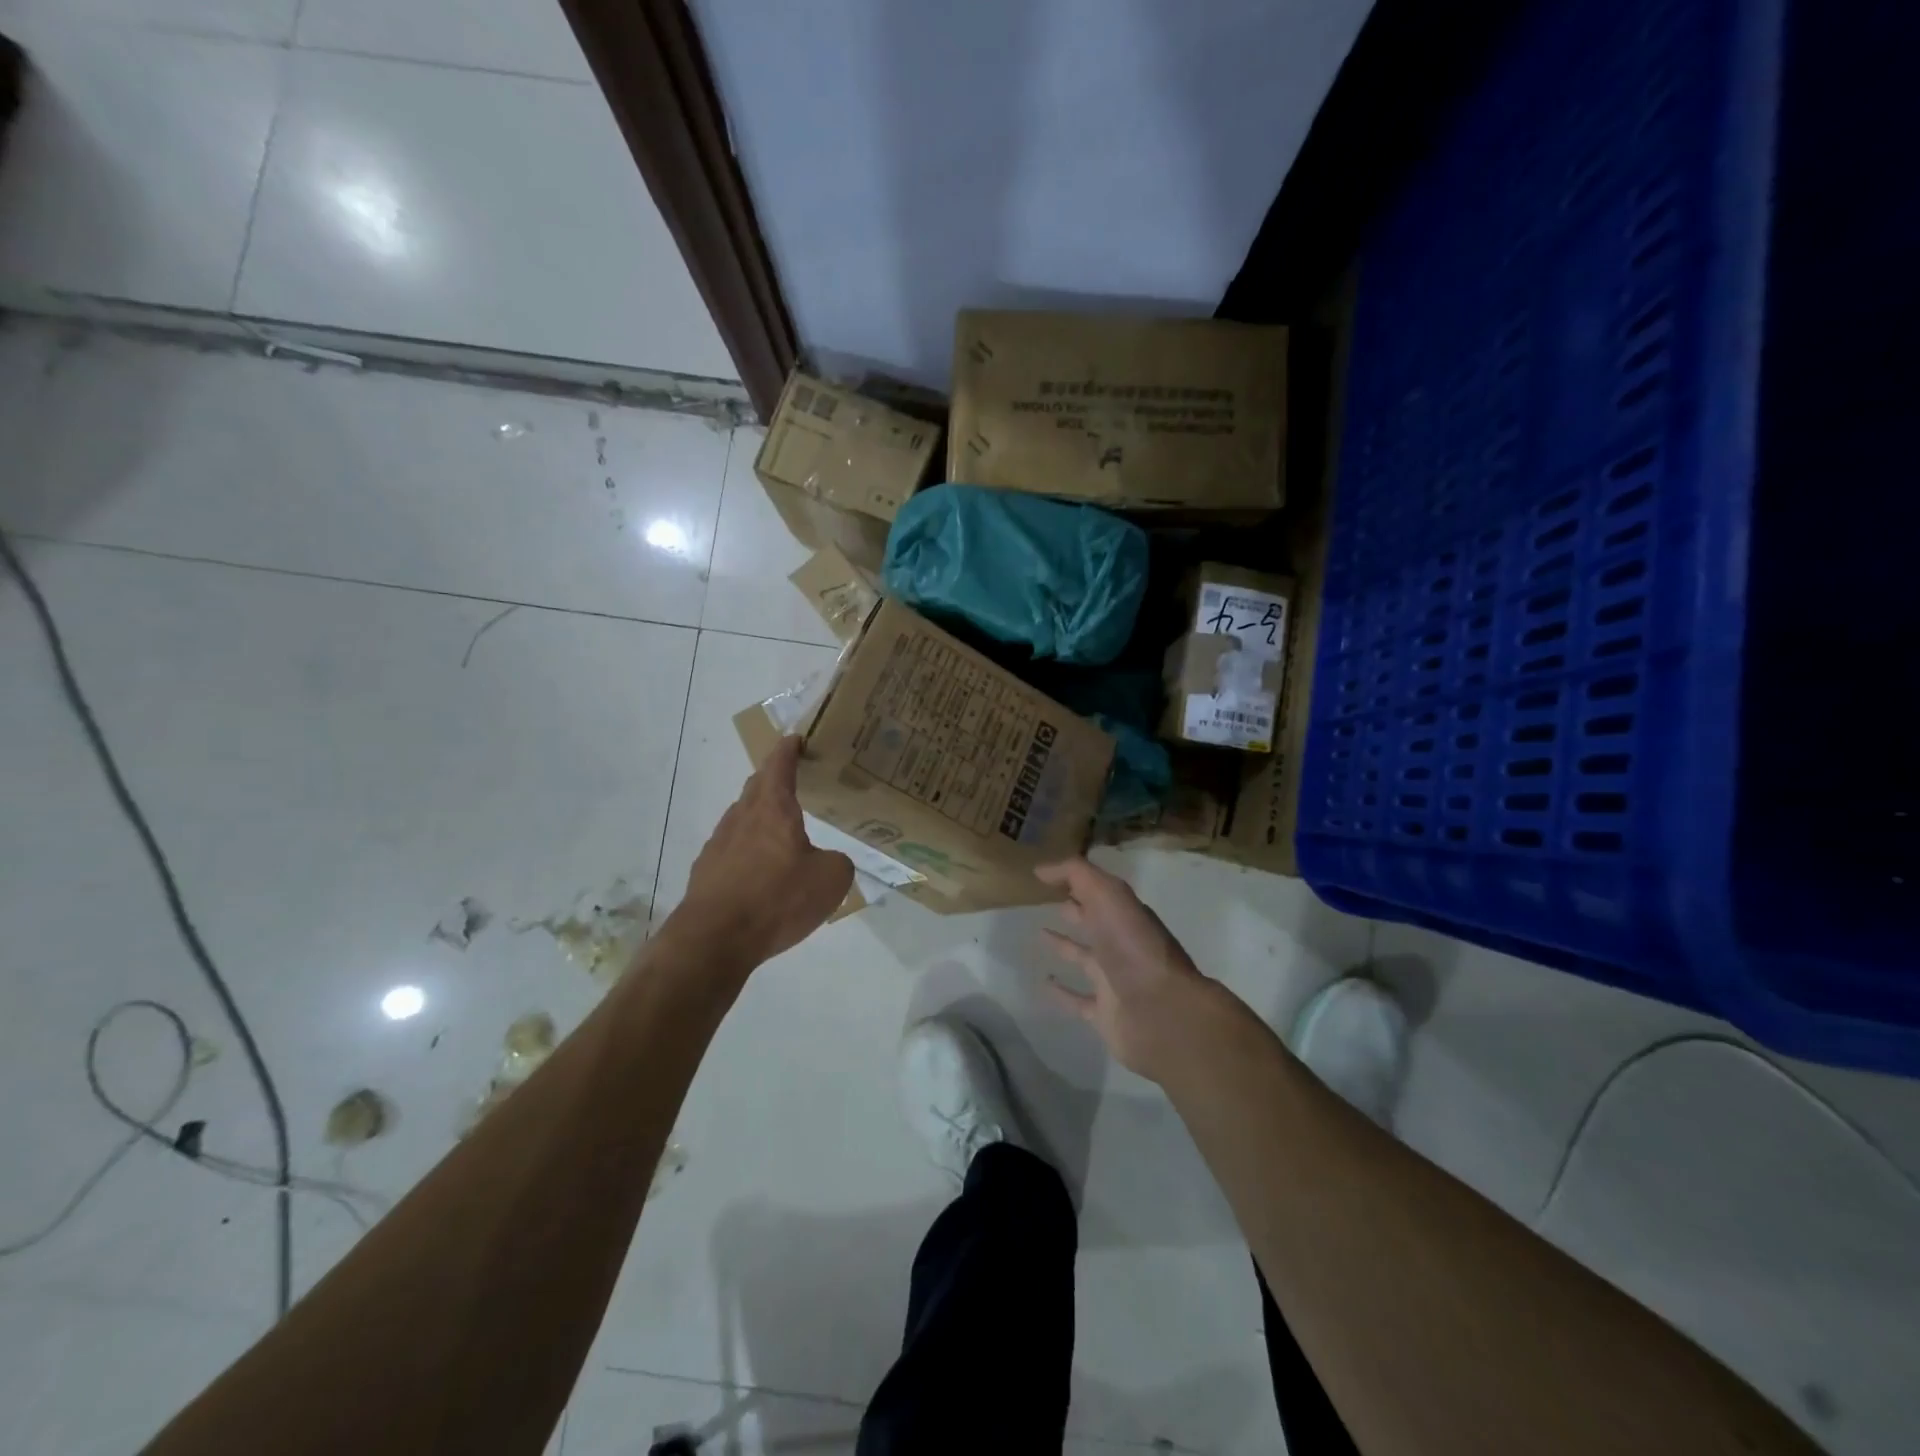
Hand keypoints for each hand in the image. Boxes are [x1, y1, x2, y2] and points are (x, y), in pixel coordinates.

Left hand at [674, 736, 853, 967]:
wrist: (714, 939)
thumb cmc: (777, 899)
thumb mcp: (831, 879)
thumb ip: (838, 862)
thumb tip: (829, 861)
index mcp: (773, 809)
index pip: (780, 765)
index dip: (789, 749)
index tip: (796, 738)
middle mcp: (742, 818)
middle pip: (756, 788)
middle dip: (773, 779)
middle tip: (794, 780)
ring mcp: (719, 844)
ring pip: (742, 818)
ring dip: (760, 817)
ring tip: (781, 831)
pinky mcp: (706, 872)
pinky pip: (732, 850)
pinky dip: (749, 850)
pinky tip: (761, 872)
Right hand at [1036, 857, 1221, 1082]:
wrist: (1161, 1012)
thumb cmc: (1133, 947)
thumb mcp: (1108, 895)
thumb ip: (1077, 874)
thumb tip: (1042, 868)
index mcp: (1127, 916)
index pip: (1101, 893)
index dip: (1078, 881)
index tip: (1048, 875)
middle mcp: (1123, 945)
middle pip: (1095, 923)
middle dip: (1075, 910)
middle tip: (1045, 900)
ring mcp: (1115, 980)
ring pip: (1085, 958)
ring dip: (1065, 946)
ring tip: (1039, 934)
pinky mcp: (1105, 1012)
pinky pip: (1078, 1000)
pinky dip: (1061, 992)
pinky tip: (1044, 982)